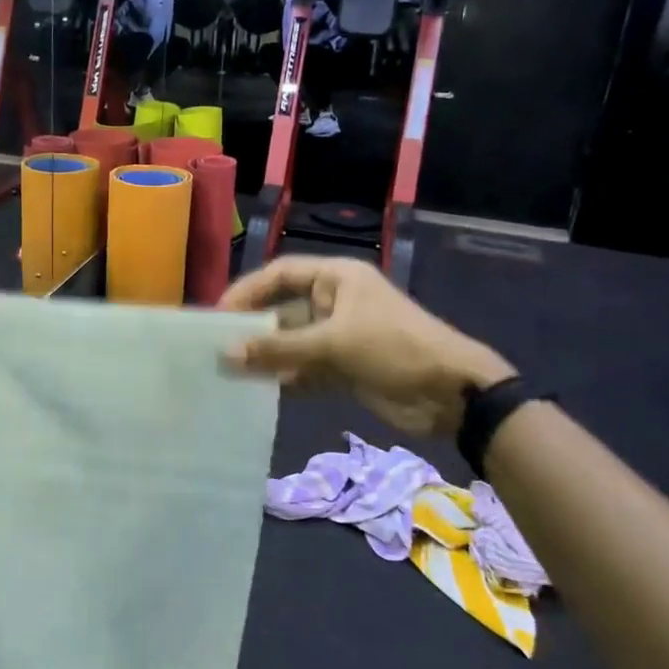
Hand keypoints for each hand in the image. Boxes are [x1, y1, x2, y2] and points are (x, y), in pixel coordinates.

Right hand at [218, 257, 513, 436]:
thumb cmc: (395, 349)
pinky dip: (285, 378)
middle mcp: (334, 301)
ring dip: (266, 356)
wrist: (453, 394)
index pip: (280, 274)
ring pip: (292, 342)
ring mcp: (339, 335)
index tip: (218, 315)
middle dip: (253, 328)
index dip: (247, 291)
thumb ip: (279, 349)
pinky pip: (304, 367)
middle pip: (283, 309)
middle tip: (216, 348)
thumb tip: (225, 354)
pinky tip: (260, 391)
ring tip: (229, 373)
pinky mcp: (344, 366)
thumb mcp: (334, 343)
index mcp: (336, 278)